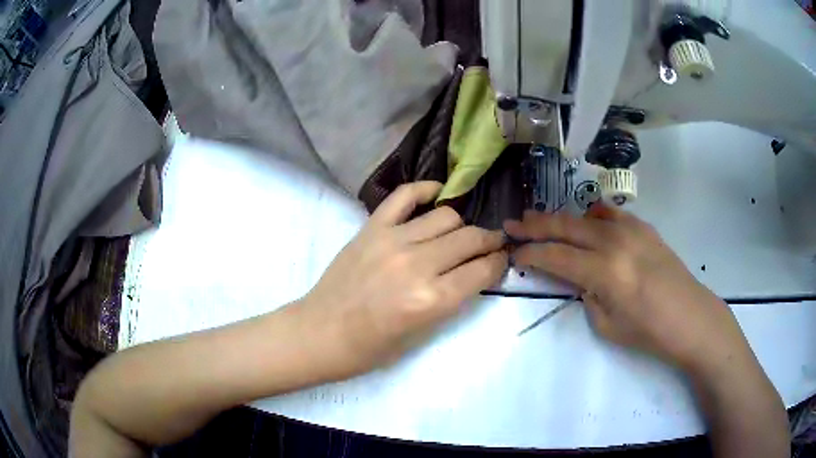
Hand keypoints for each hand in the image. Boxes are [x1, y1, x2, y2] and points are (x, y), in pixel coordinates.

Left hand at [298, 181, 507, 379]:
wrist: (320, 332)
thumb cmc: (370, 347)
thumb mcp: (421, 334)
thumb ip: (452, 300)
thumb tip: (474, 272)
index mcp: (431, 300)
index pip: (482, 270)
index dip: (498, 263)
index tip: (501, 260)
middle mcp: (417, 264)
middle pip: (470, 238)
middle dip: (489, 241)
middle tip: (490, 245)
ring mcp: (392, 240)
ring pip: (446, 216)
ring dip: (461, 224)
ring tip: (459, 233)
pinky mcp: (372, 227)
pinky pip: (405, 196)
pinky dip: (425, 190)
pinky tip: (436, 194)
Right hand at [504, 205, 745, 370]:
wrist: (690, 317)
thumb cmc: (648, 331)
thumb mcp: (607, 324)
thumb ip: (587, 295)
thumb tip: (580, 277)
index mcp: (604, 271)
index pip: (555, 257)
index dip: (530, 254)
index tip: (513, 253)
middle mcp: (614, 242)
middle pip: (566, 227)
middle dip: (535, 225)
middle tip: (513, 223)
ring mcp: (631, 230)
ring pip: (586, 217)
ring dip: (560, 218)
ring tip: (541, 218)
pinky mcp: (644, 228)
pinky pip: (612, 215)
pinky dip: (593, 216)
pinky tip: (588, 219)